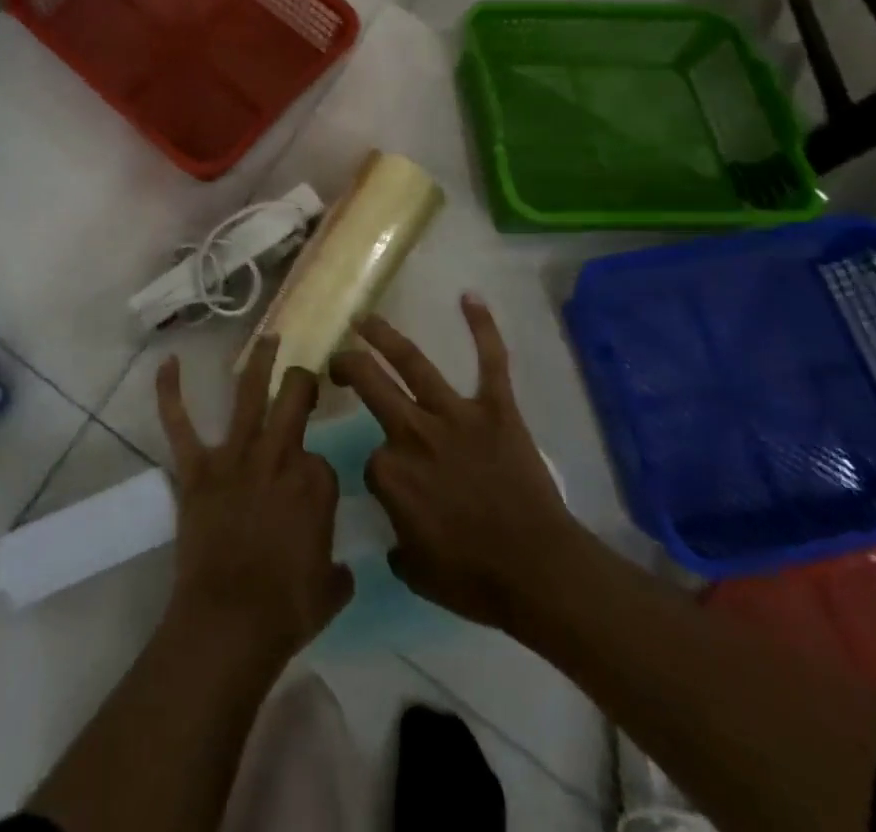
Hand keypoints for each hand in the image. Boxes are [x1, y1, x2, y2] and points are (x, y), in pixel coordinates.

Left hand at [155, 334, 353, 667]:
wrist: (229, 621)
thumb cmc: (286, 610)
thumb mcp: (330, 589)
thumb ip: (337, 568)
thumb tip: (337, 566)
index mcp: (315, 483)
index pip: (322, 461)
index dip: (316, 476)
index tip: (310, 499)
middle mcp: (277, 456)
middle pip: (295, 400)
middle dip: (303, 382)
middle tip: (305, 374)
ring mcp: (234, 457)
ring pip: (249, 395)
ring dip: (259, 362)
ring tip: (269, 336)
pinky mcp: (197, 468)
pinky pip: (180, 424)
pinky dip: (170, 393)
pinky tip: (168, 363)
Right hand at [330, 294, 581, 631]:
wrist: (539, 573)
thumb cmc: (475, 579)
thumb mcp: (416, 570)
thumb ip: (397, 540)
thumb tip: (399, 525)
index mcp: (390, 473)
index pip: (372, 459)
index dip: (381, 472)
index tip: (396, 489)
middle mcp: (414, 433)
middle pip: (370, 385)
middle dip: (347, 366)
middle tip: (337, 359)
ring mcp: (455, 416)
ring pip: (413, 365)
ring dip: (384, 337)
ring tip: (365, 319)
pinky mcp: (496, 409)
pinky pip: (491, 362)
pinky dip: (483, 328)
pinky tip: (469, 296)